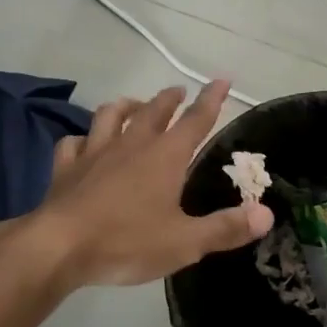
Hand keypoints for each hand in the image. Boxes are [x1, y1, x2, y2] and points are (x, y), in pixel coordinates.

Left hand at [27, 80, 274, 290]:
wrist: (59, 247)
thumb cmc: (128, 241)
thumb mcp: (185, 242)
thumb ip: (226, 228)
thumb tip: (266, 214)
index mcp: (165, 156)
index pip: (195, 120)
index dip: (211, 99)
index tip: (221, 79)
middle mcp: (131, 144)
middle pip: (154, 110)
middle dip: (169, 98)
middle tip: (178, 91)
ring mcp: (95, 152)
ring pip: (110, 115)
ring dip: (125, 106)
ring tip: (132, 105)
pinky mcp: (66, 167)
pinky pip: (73, 143)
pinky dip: (81, 139)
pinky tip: (82, 143)